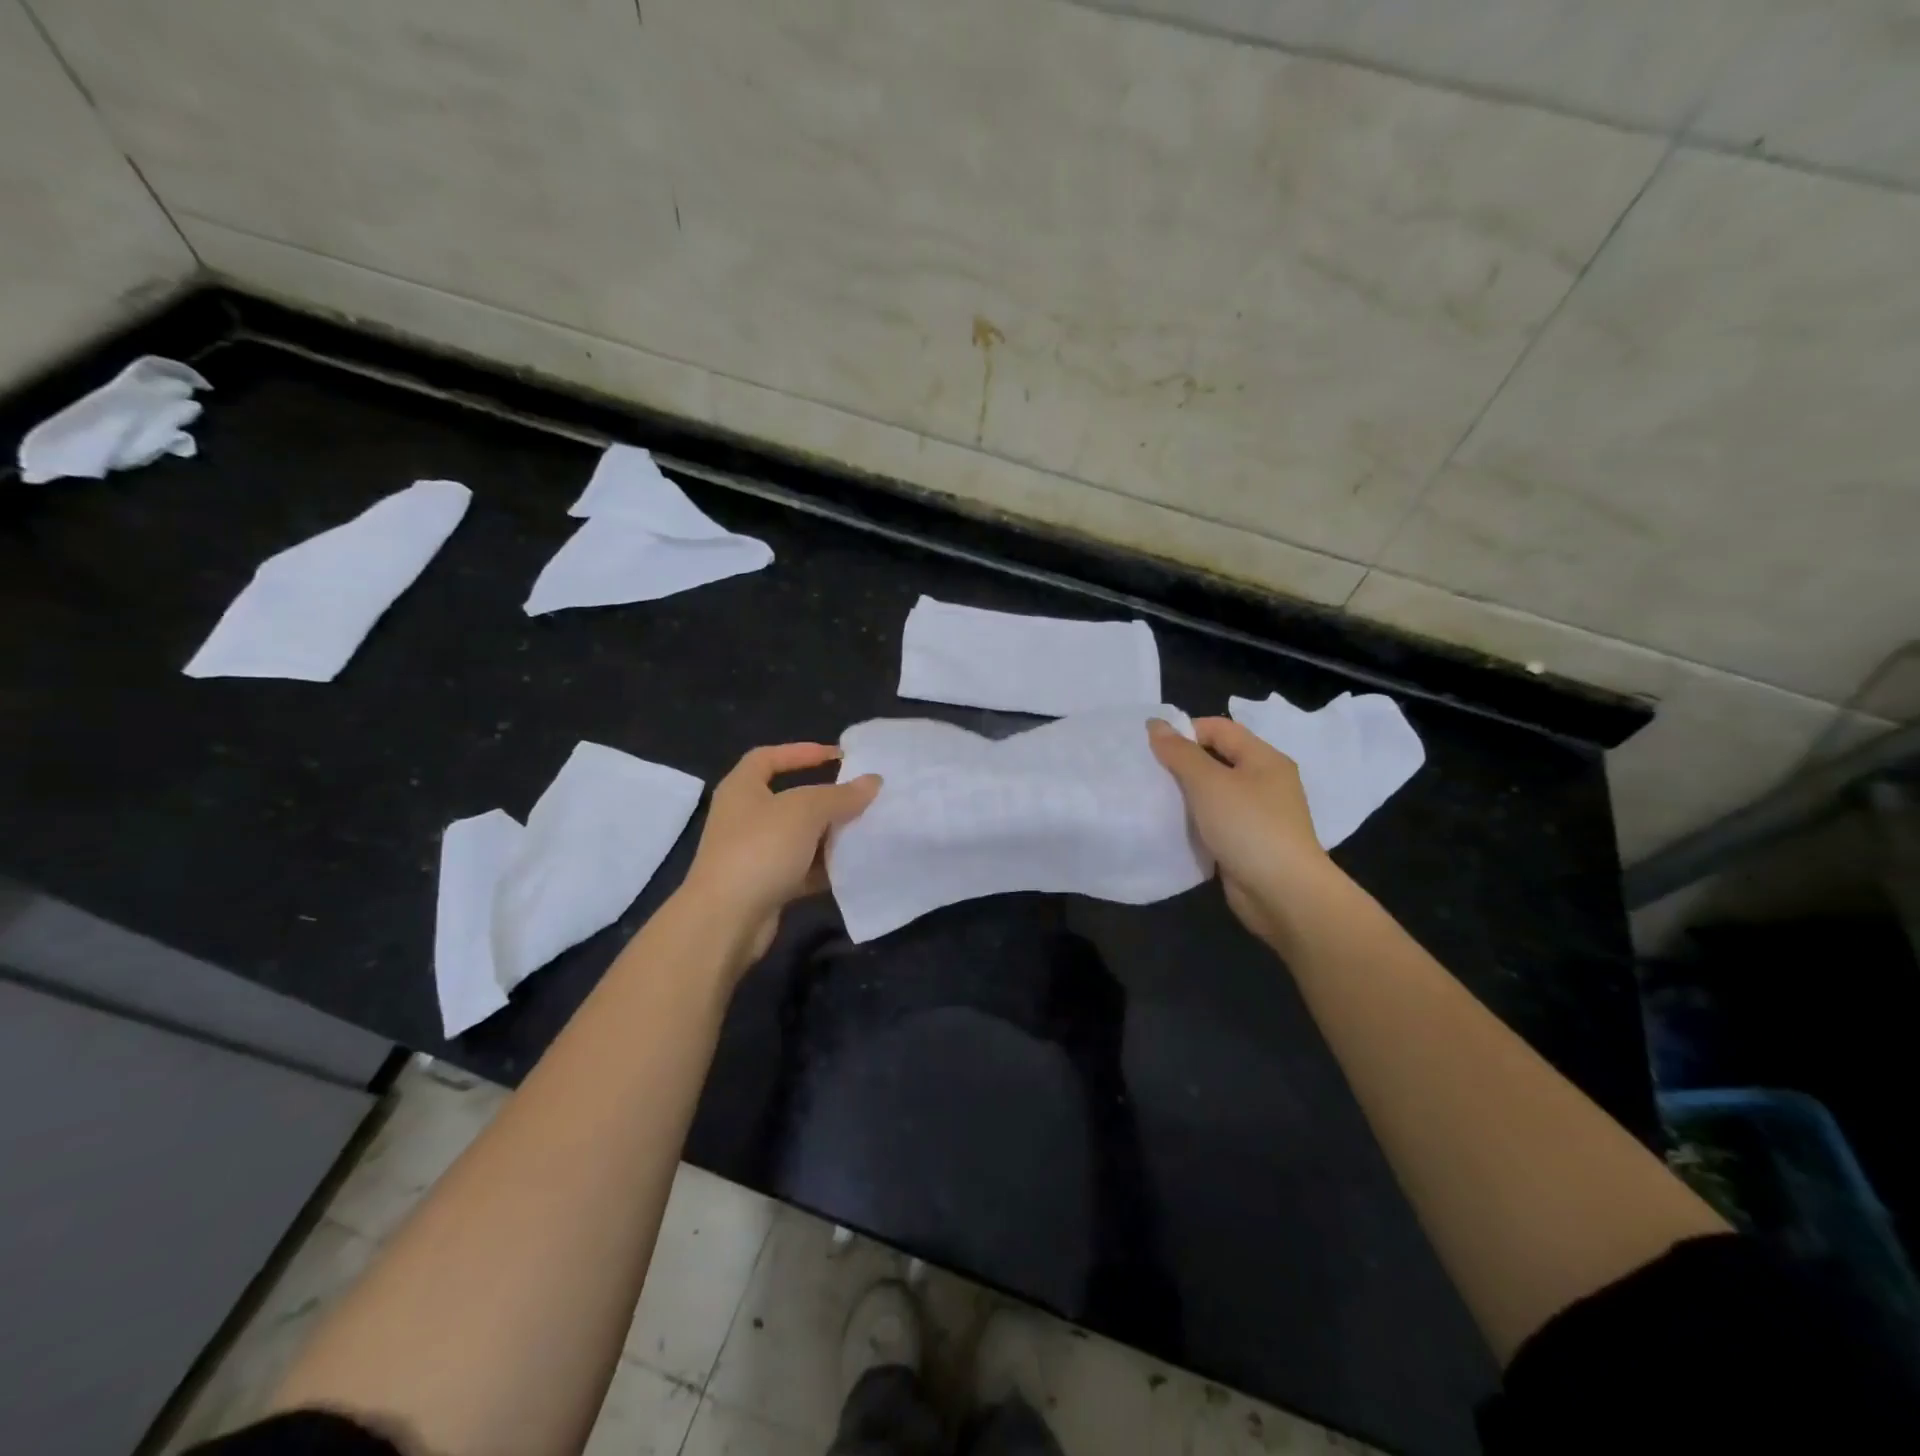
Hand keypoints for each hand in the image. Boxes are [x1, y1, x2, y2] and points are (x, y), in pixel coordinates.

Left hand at [678, 743, 880, 970]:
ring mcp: (752, 853)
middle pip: (789, 798)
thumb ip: (840, 795)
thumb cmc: (760, 849)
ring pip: (798, 837)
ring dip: (828, 835)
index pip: (769, 757)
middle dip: (825, 798)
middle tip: (860, 797)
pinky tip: (851, 867)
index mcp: (742, 788)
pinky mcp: (764, 886)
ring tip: (864, 831)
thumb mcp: (805, 811)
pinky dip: (823, 867)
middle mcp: (743, 817)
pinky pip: (800, 869)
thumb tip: (873, 781)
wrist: (725, 920)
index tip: (840, 757)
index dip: (803, 751)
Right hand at [1148, 716, 1335, 946]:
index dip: (1185, 732)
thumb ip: (1180, 753)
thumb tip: (1156, 724)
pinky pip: (1216, 821)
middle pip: (1217, 759)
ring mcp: (1258, 814)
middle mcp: (1265, 782)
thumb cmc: (1248, 827)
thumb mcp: (1209, 783)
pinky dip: (1196, 821)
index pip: (1219, 729)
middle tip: (1148, 773)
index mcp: (1264, 759)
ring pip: (1215, 793)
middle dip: (1182, 763)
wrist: (1283, 893)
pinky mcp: (1249, 843)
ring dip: (1187, 794)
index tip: (1152, 748)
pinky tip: (1174, 827)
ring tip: (1155, 799)